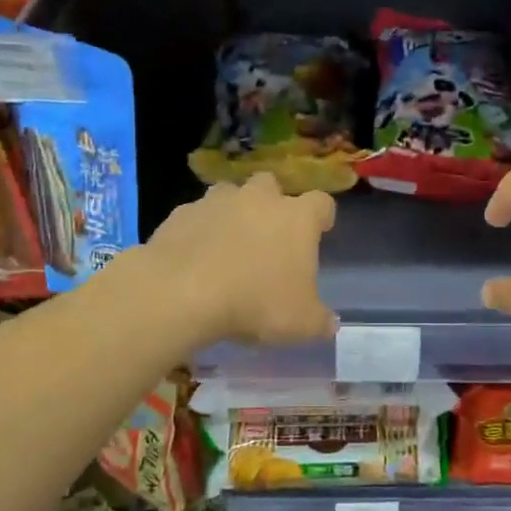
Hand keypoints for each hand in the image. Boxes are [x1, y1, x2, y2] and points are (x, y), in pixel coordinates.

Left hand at [142, 172, 337, 344]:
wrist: (182, 293)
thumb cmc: (255, 303)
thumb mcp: (301, 324)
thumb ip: (320, 321)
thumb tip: (329, 323)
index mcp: (297, 218)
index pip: (321, 203)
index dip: (322, 216)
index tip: (320, 230)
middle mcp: (259, 199)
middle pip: (271, 185)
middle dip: (271, 203)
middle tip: (268, 234)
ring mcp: (217, 202)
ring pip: (229, 194)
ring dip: (232, 212)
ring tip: (228, 243)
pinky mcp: (181, 214)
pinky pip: (195, 216)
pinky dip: (198, 230)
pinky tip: (194, 257)